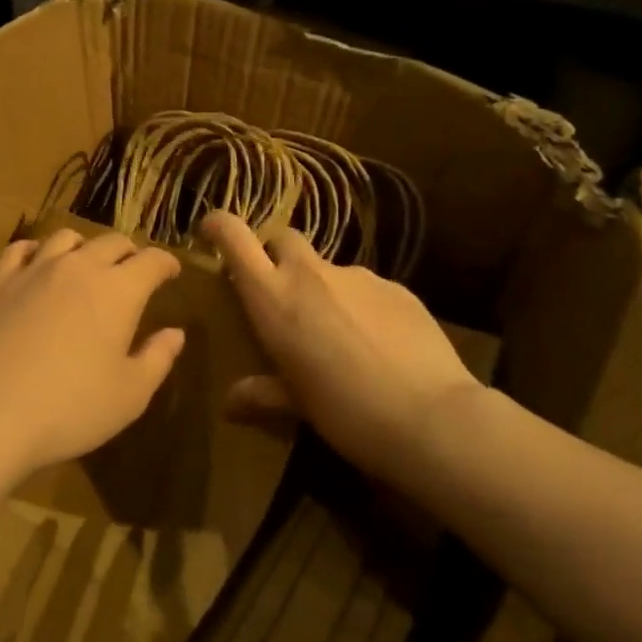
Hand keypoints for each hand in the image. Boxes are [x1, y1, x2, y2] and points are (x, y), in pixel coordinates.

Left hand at [0, 228, 186, 478]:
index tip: (172, 272)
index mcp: (118, 291)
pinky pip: (20, 249)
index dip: (167, 263)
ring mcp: (34, 270)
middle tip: (134, 270)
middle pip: (112, 242)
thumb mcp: (130, 395)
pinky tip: (37, 264)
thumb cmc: (69, 410)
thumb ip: (157, 358)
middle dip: (129, 253)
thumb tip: (175, 333)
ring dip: (85, 247)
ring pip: (66, 238)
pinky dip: (37, 250)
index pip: (152, 261)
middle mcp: (78, 267)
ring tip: (87, 264)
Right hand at [199, 211, 480, 486]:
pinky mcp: (396, 286)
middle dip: (275, 255)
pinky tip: (376, 343)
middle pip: (283, 238)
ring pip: (327, 267)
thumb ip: (260, 394)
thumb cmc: (345, 412)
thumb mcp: (295, 405)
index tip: (210, 231)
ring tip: (337, 334)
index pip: (235, 238)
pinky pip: (365, 287)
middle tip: (280, 294)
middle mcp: (310, 274)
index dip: (219, 225)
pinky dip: (360, 305)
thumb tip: (229, 404)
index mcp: (273, 297)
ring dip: (321, 288)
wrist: (430, 416)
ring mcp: (357, 276)